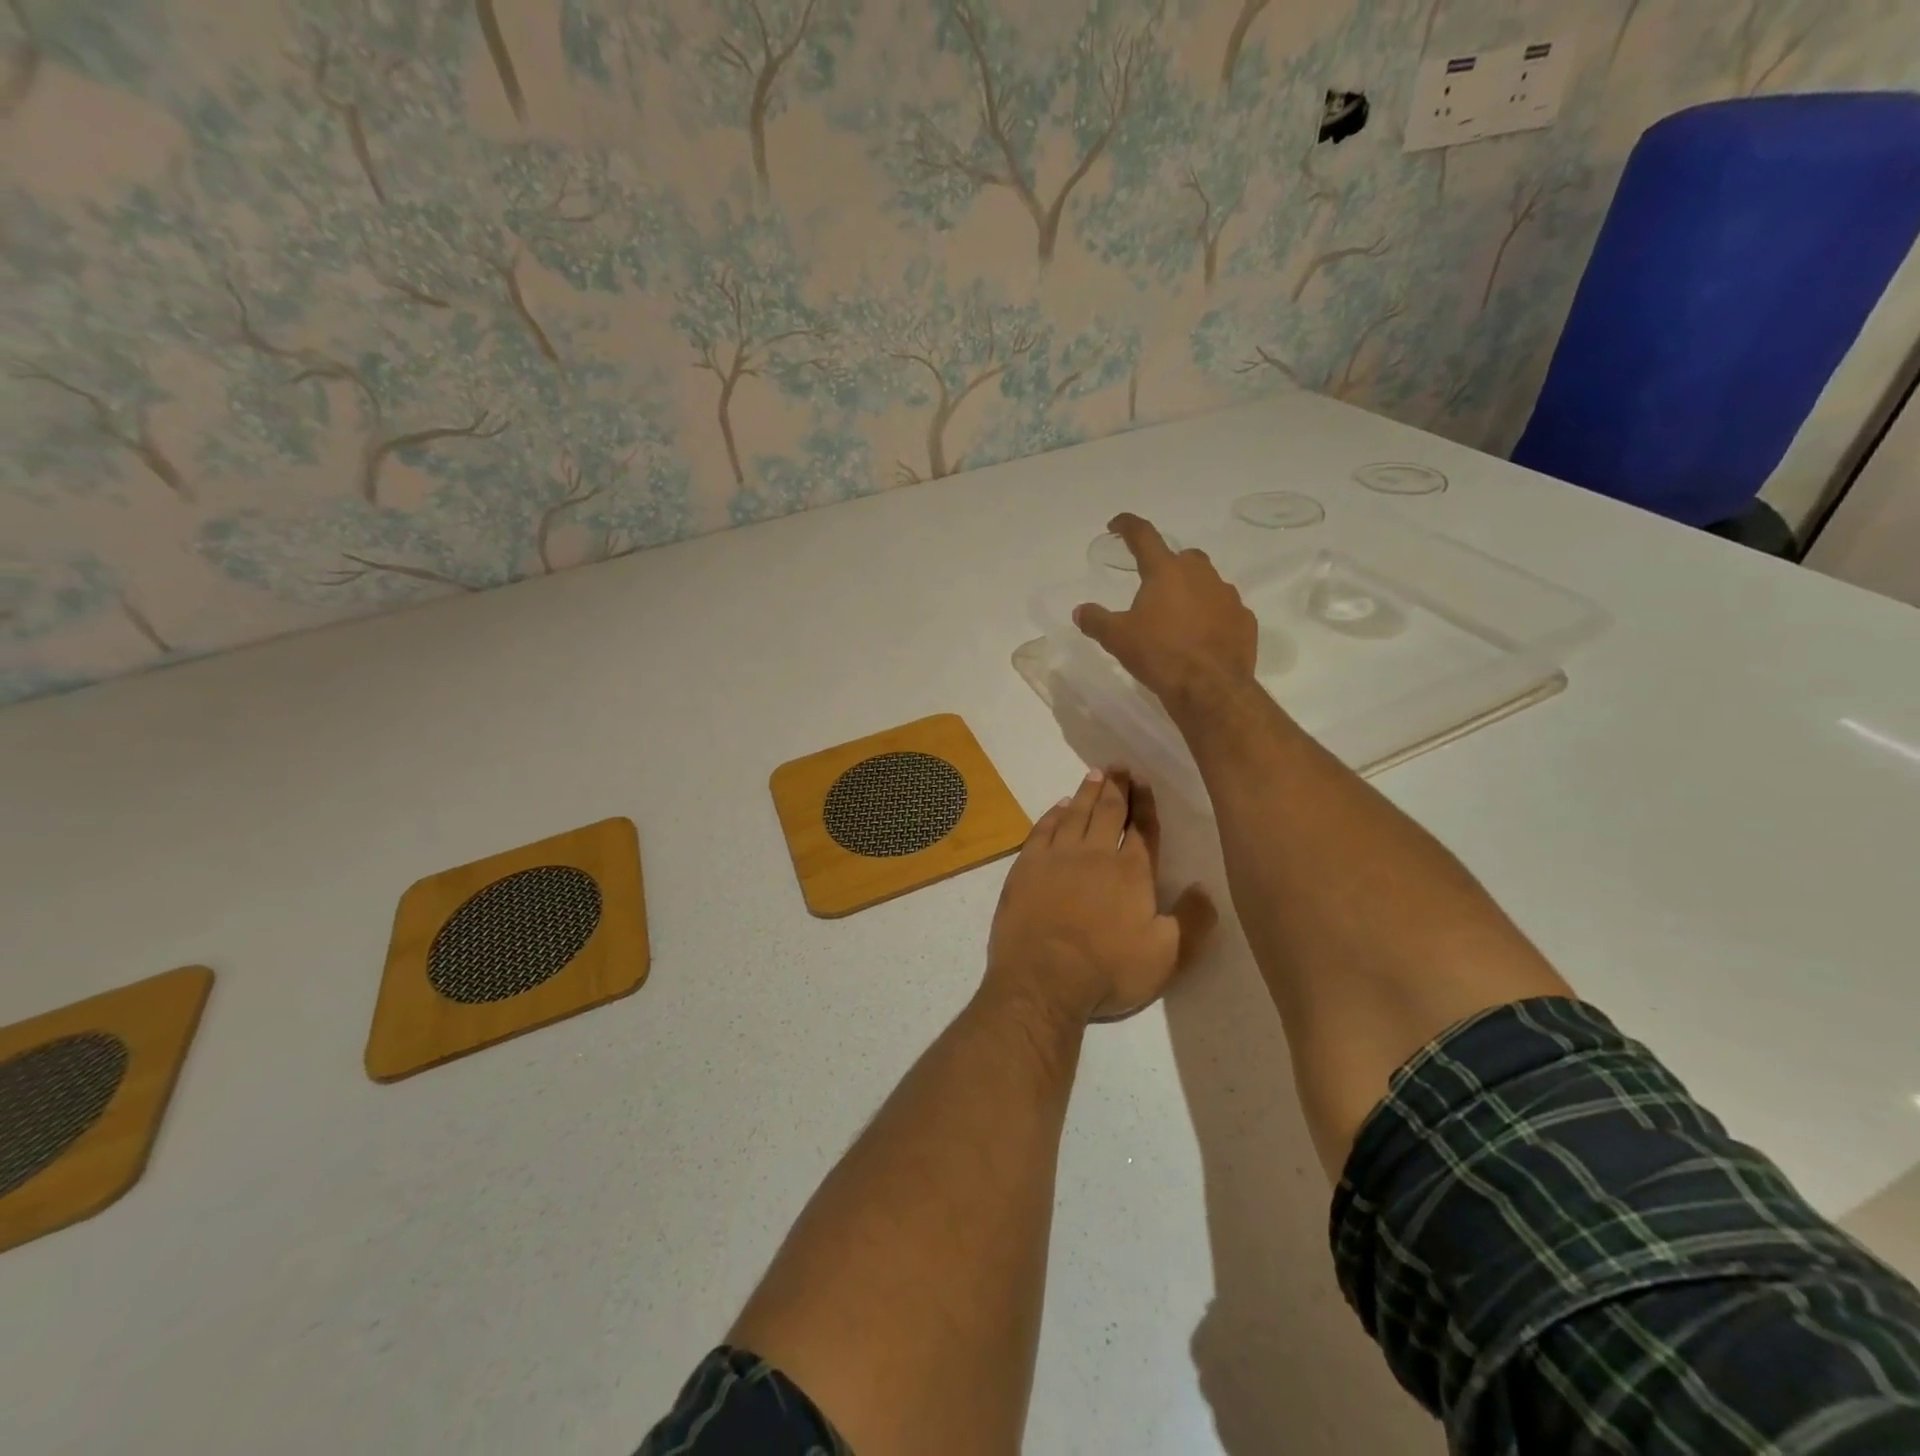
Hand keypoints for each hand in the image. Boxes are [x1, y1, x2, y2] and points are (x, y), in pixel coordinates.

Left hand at [984, 766, 1214, 1025]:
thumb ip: (1192, 920)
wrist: (1043, 978)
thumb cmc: (1109, 970)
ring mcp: (1058, 857)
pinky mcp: (1027, 866)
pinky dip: (1053, 814)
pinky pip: (1043, 829)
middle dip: (1116, 786)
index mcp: (1132, 872)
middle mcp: (1096, 854)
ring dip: (1087, 792)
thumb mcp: (1167, 956)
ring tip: (1094, 774)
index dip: (1145, 803)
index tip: (1143, 780)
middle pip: (1108, 811)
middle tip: (1118, 766)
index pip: (1143, 828)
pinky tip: (1059, 806)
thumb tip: (1205, 886)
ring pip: (1076, 814)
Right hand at [1074, 513, 1257, 711]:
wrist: (1211, 688)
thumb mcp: (1117, 639)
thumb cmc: (1160, 655)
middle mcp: (1200, 575)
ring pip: (1207, 583)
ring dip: (1192, 593)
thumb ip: (1096, 620)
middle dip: (1168, 566)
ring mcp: (1228, 596)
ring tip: (1177, 619)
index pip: (1144, 536)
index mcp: (1166, 571)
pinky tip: (1202, 638)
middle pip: (1183, 557)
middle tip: (1153, 588)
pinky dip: (1212, 617)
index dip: (1128, 526)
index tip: (1117, 524)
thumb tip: (1080, 610)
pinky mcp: (1245, 620)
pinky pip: (1225, 611)